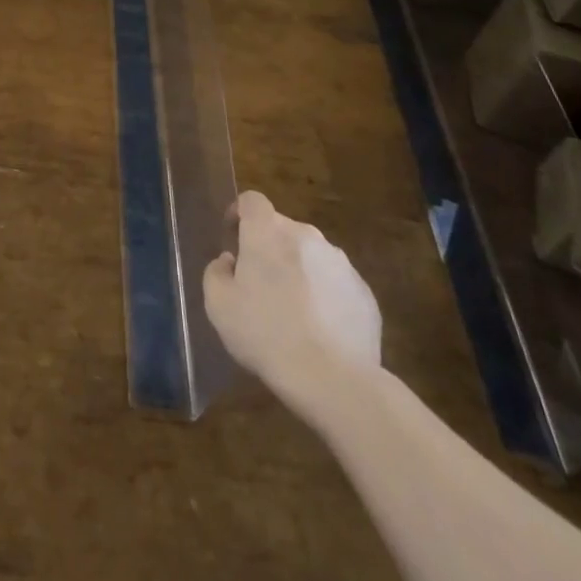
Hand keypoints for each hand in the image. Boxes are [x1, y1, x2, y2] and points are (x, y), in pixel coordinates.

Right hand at [204, 192, 382, 393]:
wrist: (334, 379)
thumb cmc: (266, 334)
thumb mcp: (218, 305)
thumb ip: (216, 272)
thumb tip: (230, 261)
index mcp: (267, 231)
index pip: (252, 201)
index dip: (240, 214)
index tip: (234, 238)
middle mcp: (306, 235)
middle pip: (282, 229)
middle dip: (269, 248)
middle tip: (260, 284)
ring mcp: (340, 263)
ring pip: (311, 256)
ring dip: (299, 271)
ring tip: (294, 312)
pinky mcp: (364, 293)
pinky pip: (336, 284)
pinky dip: (325, 296)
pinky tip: (321, 331)